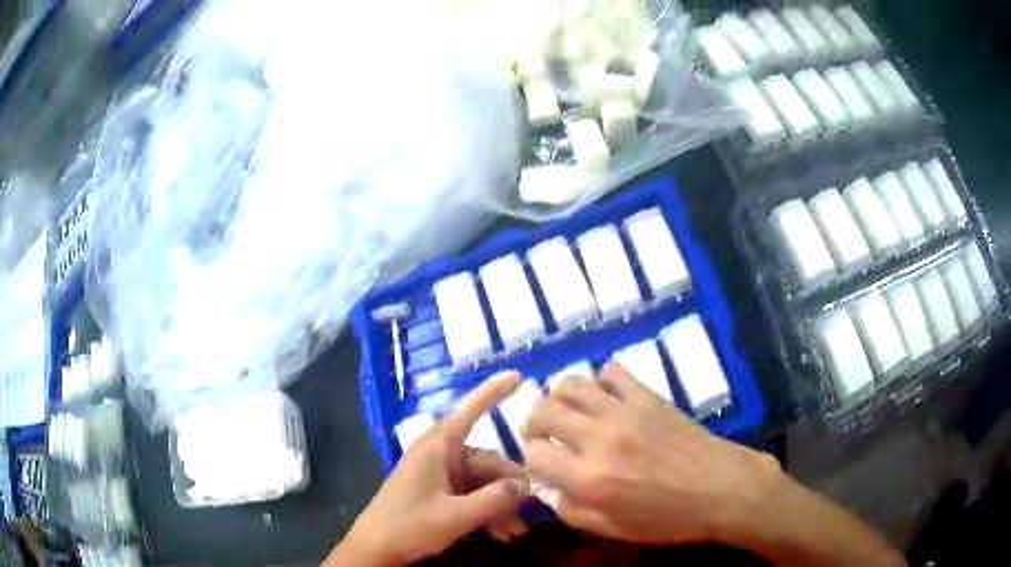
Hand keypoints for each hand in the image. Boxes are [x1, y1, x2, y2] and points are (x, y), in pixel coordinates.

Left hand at [328, 373, 529, 566]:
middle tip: (529, 511)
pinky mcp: (440, 493)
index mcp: (439, 447)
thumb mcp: (456, 516)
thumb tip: (526, 485)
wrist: (375, 549)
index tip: (519, 375)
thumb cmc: (409, 525)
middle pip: (488, 461)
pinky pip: (472, 495)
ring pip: (483, 482)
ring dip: (501, 505)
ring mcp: (440, 475)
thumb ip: (495, 499)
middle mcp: (441, 455)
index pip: (471, 410)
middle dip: (510, 487)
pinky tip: (501, 533)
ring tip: (515, 532)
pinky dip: (487, 511)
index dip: (494, 391)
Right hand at [522, 363, 782, 544]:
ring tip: (563, 409)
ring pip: (571, 384)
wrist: (722, 489)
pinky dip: (599, 380)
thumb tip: (547, 488)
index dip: (531, 460)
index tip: (542, 465)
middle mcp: (599, 439)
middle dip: (532, 422)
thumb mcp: (614, 529)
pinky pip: (612, 372)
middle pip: (544, 412)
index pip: (535, 455)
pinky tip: (603, 397)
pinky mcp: (647, 396)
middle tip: (542, 434)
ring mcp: (624, 412)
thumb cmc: (668, 518)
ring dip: (556, 395)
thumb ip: (572, 510)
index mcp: (589, 479)